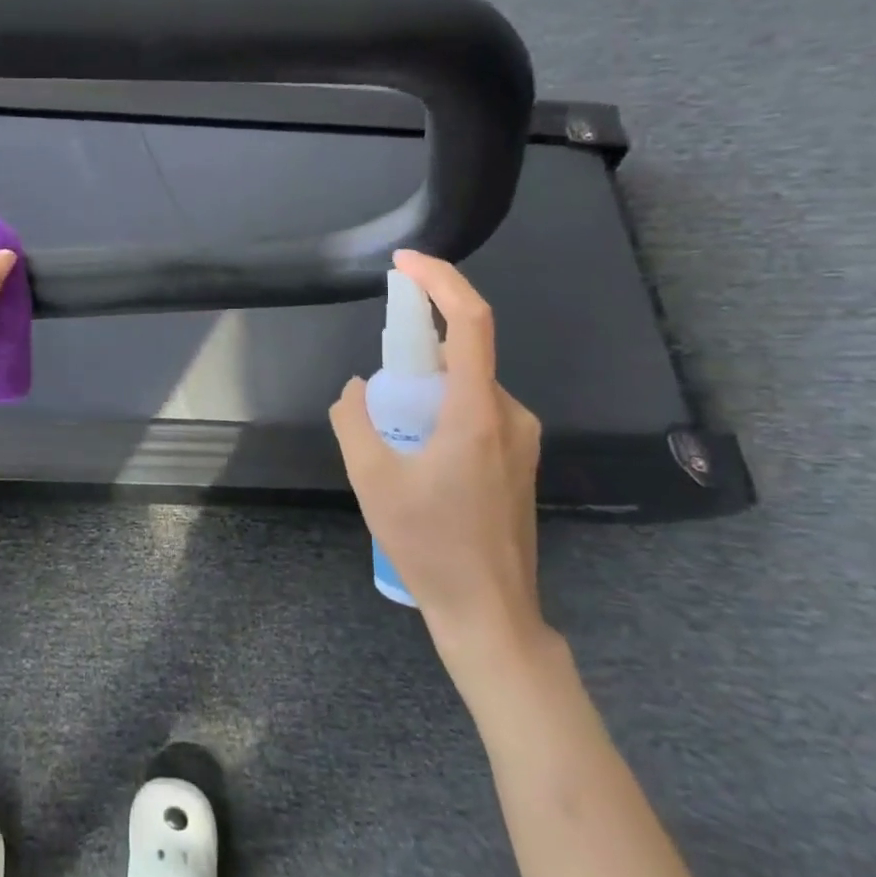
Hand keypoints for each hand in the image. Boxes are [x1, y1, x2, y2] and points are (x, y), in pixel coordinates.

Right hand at [328, 251, 547, 679]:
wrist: (489, 613)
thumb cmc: (429, 545)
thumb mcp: (371, 479)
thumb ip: (354, 420)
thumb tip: (356, 389)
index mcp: (478, 412)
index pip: (470, 322)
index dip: (441, 281)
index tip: (405, 263)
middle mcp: (510, 415)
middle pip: (463, 354)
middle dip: (416, 348)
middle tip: (377, 382)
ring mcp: (521, 438)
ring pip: (467, 386)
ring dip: (426, 387)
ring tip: (391, 434)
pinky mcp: (518, 459)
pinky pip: (476, 410)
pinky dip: (441, 409)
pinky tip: (416, 453)